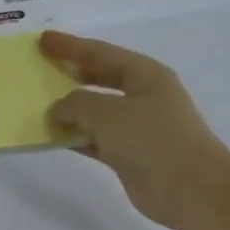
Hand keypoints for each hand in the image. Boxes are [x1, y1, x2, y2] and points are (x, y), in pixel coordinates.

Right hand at [41, 29, 229, 229]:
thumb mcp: (108, 113)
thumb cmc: (153, 140)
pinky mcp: (129, 154)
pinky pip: (94, 138)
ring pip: (95, 111)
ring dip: (69, 108)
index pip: (101, 53)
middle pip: (100, 78)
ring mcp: (137, 127)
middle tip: (41, 67)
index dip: (71, 46)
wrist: (190, 189)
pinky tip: (52, 136)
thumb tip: (58, 109)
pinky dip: (74, 136)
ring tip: (39, 103)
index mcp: (145, 75)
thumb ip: (76, 104)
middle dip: (71, 73)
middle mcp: (143, 97)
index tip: (43, 40)